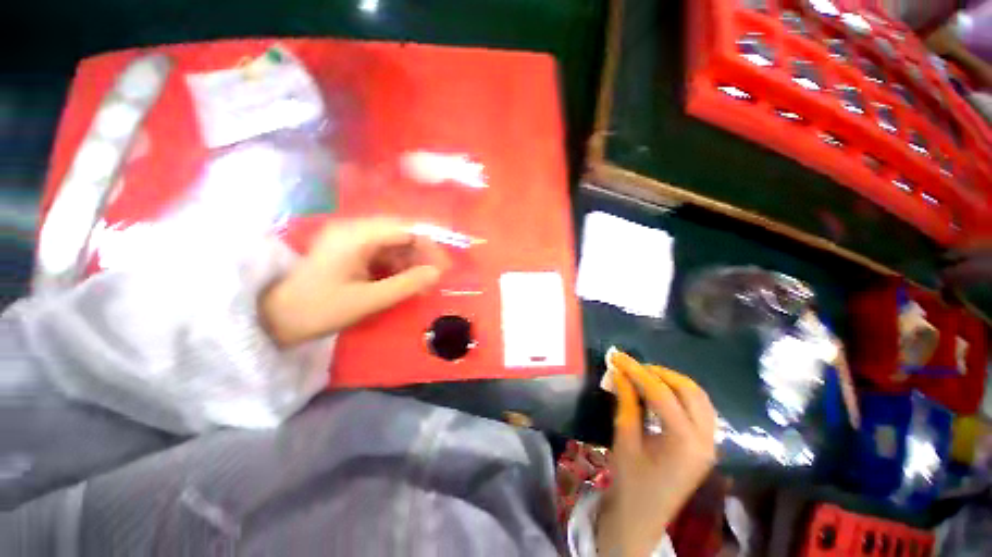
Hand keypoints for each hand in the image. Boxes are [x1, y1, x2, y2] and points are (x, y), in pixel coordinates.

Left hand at [260, 218, 448, 346]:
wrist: (275, 318)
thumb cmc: (318, 309)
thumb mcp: (367, 300)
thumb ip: (406, 285)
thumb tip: (437, 274)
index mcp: (357, 235)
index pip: (406, 229)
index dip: (430, 245)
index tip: (443, 268)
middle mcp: (356, 229)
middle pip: (402, 234)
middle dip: (422, 255)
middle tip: (435, 279)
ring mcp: (353, 239)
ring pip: (395, 244)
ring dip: (411, 262)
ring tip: (421, 285)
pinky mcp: (352, 251)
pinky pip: (384, 253)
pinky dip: (398, 267)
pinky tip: (404, 283)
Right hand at [596, 351, 716, 556]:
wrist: (642, 518)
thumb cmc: (629, 481)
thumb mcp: (624, 438)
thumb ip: (626, 402)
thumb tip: (620, 373)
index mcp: (684, 442)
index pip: (661, 393)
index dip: (636, 371)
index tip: (617, 356)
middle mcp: (705, 440)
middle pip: (688, 390)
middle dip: (659, 372)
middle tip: (632, 366)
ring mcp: (710, 443)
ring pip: (698, 397)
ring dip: (672, 381)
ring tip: (644, 375)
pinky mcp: (705, 445)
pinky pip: (699, 409)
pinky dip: (680, 394)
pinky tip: (660, 392)